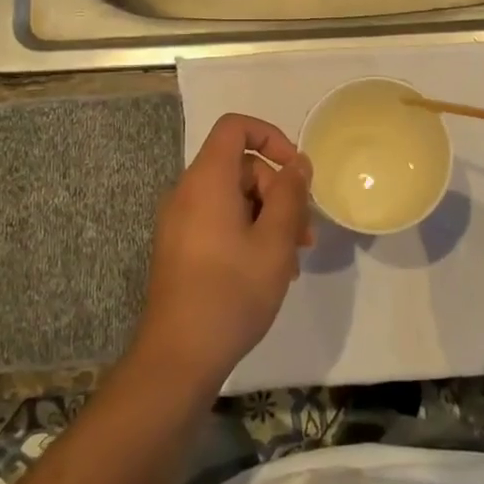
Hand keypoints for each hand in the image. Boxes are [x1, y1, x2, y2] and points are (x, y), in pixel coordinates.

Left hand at [131, 113, 313, 393]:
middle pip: (240, 166)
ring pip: (233, 197)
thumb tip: (298, 162)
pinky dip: (247, 232)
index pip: (236, 127)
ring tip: (293, 259)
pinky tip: (269, 270)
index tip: (297, 171)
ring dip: (268, 217)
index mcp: (206, 180)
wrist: (178, 356)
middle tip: (304, 233)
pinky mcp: (180, 246)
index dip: (271, 137)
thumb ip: (291, 194)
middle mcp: (187, 192)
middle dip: (278, 190)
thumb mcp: (275, 241)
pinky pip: (219, 220)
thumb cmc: (231, 292)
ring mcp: (180, 221)